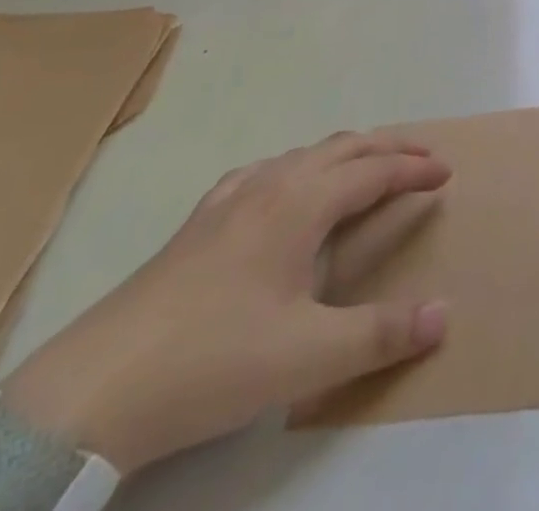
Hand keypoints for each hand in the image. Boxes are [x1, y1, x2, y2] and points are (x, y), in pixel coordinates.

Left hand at [1, 132, 450, 473]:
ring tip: (366, 171)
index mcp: (301, 203)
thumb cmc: (214, 361)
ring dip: (346, 154)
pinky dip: (299, 168)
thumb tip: (444, 314)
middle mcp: (270, 184)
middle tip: (422, 158)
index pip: (373, 171)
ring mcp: (229, 198)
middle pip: (344, 148)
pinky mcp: (199, 221)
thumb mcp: (307, 357)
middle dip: (389, 148)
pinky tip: (284, 192)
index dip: (413, 168)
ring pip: (304, 154)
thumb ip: (381, 334)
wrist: (93, 389)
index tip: (446, 172)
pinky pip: (266, 171)